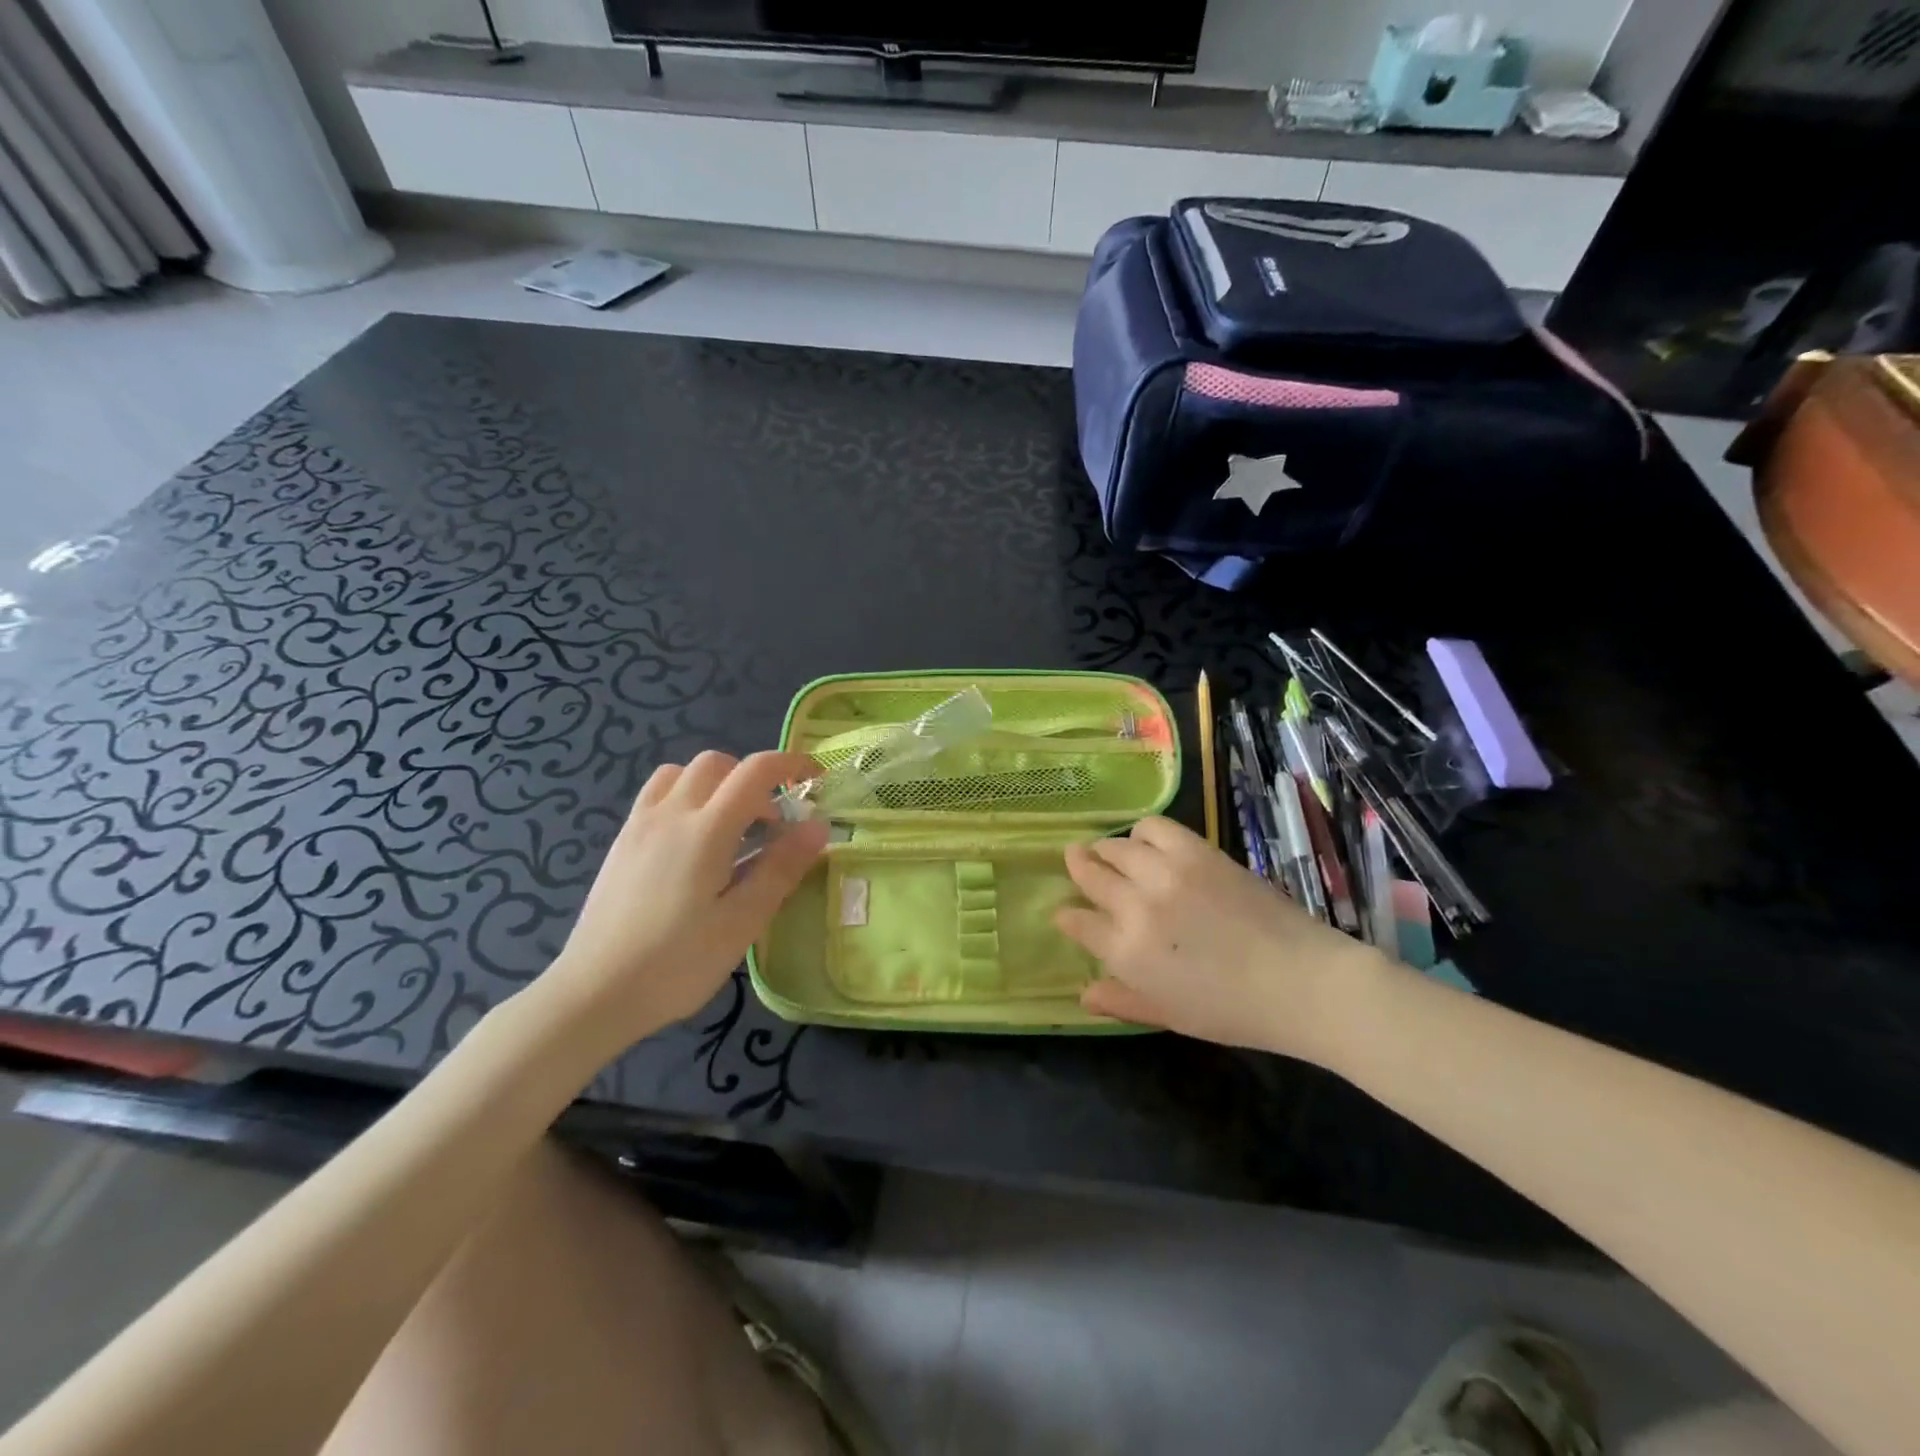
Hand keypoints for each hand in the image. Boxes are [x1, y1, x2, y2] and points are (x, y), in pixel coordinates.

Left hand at [546, 750, 828, 1042]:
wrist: (593, 994)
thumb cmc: (676, 963)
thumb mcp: (741, 922)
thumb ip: (780, 868)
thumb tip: (817, 826)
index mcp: (706, 830)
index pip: (755, 771)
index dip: (790, 764)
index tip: (814, 780)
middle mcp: (671, 813)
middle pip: (717, 763)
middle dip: (752, 777)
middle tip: (771, 821)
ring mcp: (640, 824)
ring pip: (682, 773)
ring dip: (715, 783)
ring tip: (730, 825)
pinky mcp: (622, 842)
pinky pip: (657, 794)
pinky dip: (685, 796)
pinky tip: (692, 841)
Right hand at [1055, 816, 1386, 1061]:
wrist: (1301, 981)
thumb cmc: (1233, 1011)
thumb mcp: (1169, 1016)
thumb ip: (1121, 1001)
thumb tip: (1082, 994)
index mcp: (1127, 952)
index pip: (1078, 922)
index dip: (1068, 915)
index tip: (1066, 912)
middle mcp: (1137, 906)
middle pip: (1091, 875)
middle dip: (1079, 868)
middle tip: (1077, 862)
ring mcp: (1165, 873)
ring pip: (1116, 847)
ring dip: (1105, 849)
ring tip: (1109, 852)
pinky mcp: (1196, 852)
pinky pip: (1153, 827)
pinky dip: (1142, 831)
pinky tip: (1146, 842)